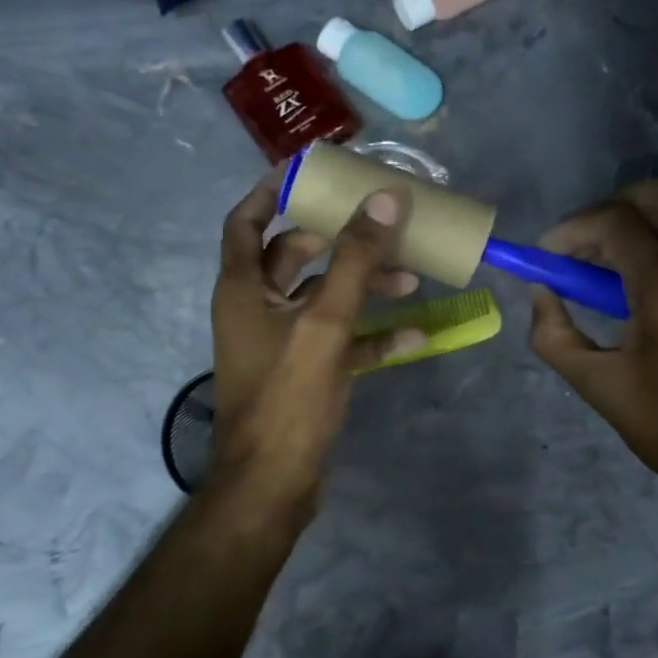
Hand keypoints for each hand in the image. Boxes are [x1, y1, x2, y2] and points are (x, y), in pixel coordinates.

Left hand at [209, 171, 426, 508]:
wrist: (273, 485)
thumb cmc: (288, 397)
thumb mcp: (325, 323)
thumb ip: (353, 261)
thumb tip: (383, 199)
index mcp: (243, 288)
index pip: (247, 222)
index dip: (272, 191)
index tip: (309, 171)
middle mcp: (256, 308)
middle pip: (294, 256)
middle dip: (339, 240)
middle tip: (378, 223)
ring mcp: (280, 342)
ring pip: (322, 298)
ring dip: (362, 286)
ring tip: (410, 278)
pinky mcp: (303, 372)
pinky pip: (338, 340)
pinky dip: (370, 335)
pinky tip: (413, 336)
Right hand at [528, 180, 657, 506]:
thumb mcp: (598, 386)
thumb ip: (553, 335)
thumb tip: (541, 292)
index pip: (616, 221)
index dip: (572, 229)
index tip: (547, 256)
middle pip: (657, 195)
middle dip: (607, 211)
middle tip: (582, 251)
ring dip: (643, 218)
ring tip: (614, 261)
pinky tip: (649, 278)